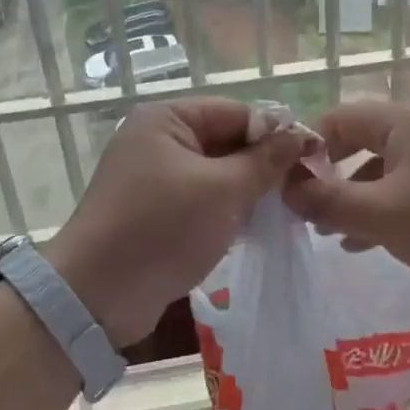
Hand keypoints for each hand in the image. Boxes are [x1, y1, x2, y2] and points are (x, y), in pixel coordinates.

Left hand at [45, 98, 308, 345]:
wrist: (96, 297)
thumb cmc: (162, 228)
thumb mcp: (222, 191)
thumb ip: (265, 161)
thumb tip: (301, 136)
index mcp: (167, 119)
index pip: (235, 112)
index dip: (276, 132)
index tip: (314, 157)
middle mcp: (159, 139)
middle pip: (226, 140)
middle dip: (263, 164)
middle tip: (304, 188)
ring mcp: (155, 176)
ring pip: (217, 172)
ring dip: (248, 189)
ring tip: (287, 208)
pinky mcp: (156, 211)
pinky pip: (202, 198)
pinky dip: (228, 209)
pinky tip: (256, 226)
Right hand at [283, 101, 409, 308]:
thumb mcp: (382, 214)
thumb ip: (329, 202)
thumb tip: (286, 190)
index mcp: (400, 121)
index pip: (336, 119)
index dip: (307, 149)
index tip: (285, 187)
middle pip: (359, 142)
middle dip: (328, 175)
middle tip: (302, 211)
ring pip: (383, 170)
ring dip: (354, 197)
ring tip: (327, 233)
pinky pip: (409, 190)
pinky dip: (384, 210)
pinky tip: (367, 244)